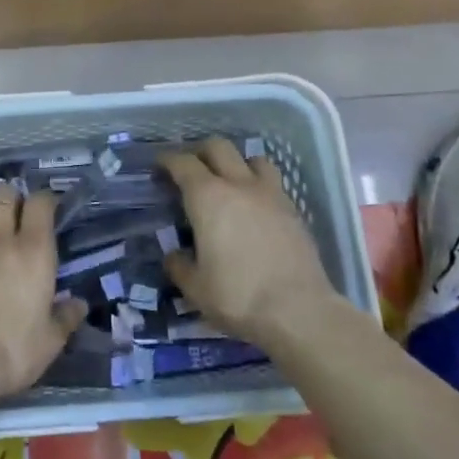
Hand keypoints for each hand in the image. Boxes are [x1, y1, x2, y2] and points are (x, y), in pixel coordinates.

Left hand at [0, 183, 86, 410]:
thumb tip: (78, 304)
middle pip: (3, 194)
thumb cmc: (10, 351)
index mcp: (32, 251)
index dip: (46, 199)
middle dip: (13, 197)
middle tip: (20, 214)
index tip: (51, 207)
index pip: (40, 203)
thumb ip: (65, 318)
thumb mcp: (49, 342)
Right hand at [160, 138, 342, 346]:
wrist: (299, 311)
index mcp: (208, 197)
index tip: (159, 166)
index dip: (168, 160)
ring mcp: (270, 194)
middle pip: (218, 147)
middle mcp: (239, 185)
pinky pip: (273, 182)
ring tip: (229, 181)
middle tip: (191, 168)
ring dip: (236, 162)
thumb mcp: (195, 288)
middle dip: (200, 151)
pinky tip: (255, 206)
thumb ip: (180, 266)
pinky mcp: (293, 210)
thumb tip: (174, 255)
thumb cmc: (238, 296)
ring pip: (252, 158)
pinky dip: (258, 184)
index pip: (183, 163)